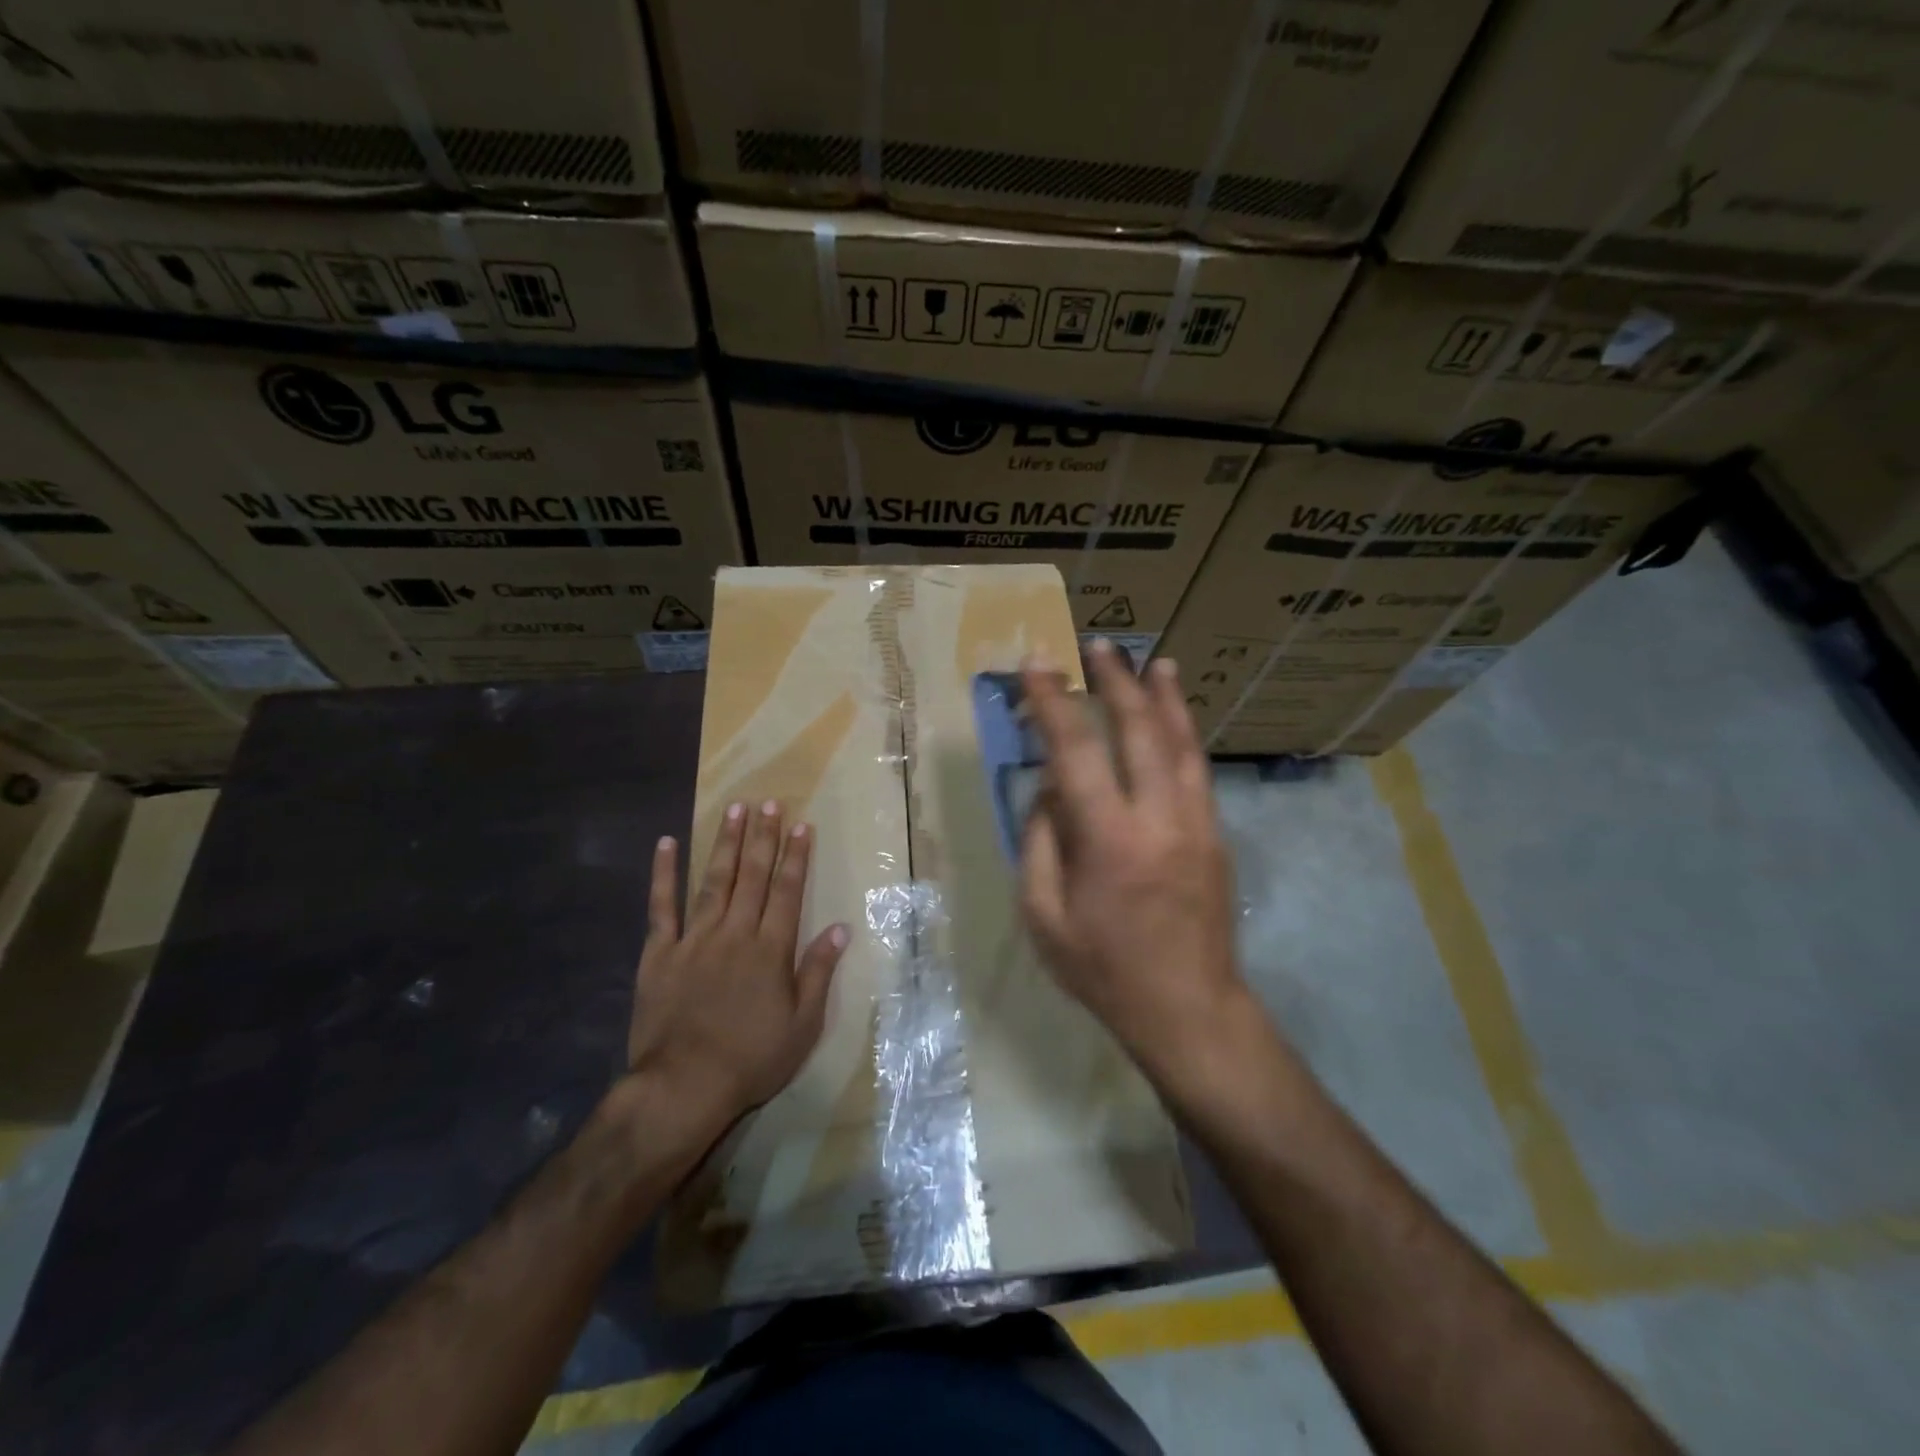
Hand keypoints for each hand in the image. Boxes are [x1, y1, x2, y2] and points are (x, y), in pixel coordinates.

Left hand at [627, 801, 849, 1132]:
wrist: (684, 1087)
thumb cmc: (752, 1059)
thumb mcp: (802, 1025)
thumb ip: (818, 972)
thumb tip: (840, 929)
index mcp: (771, 949)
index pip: (788, 891)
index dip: (796, 856)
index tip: (802, 825)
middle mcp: (735, 933)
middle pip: (753, 876)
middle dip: (763, 837)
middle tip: (769, 803)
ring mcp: (695, 939)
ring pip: (714, 881)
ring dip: (726, 844)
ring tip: (734, 809)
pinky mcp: (660, 953)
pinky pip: (661, 907)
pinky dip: (664, 874)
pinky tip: (666, 844)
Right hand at [1019, 641, 1251, 1092]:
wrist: (1190, 1010)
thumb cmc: (1104, 970)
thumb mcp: (1044, 917)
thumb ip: (1040, 844)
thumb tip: (1049, 791)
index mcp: (1107, 841)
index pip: (1074, 752)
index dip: (1052, 702)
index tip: (1038, 666)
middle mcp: (1158, 819)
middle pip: (1138, 731)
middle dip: (1115, 682)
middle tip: (1098, 646)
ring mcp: (1196, 824)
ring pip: (1181, 743)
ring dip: (1164, 698)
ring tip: (1153, 662)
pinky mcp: (1216, 836)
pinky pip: (1198, 771)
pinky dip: (1185, 735)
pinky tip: (1176, 720)